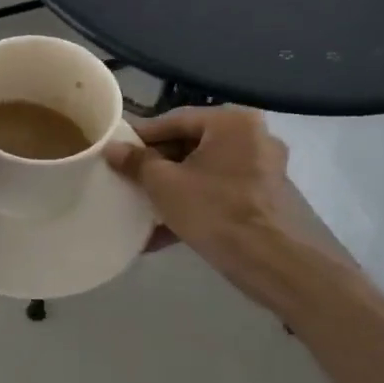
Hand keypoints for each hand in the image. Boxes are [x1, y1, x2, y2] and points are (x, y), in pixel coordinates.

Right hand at [105, 108, 355, 312]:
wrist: (271, 262)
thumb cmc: (215, 210)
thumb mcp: (164, 184)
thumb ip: (136, 162)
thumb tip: (112, 149)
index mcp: (232, 122)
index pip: (175, 120)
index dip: (141, 137)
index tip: (116, 151)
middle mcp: (254, 137)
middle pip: (192, 145)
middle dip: (157, 166)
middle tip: (127, 180)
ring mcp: (263, 170)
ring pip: (205, 172)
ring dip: (172, 190)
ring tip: (141, 207)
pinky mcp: (265, 199)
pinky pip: (220, 193)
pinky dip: (194, 205)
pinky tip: (163, 232)